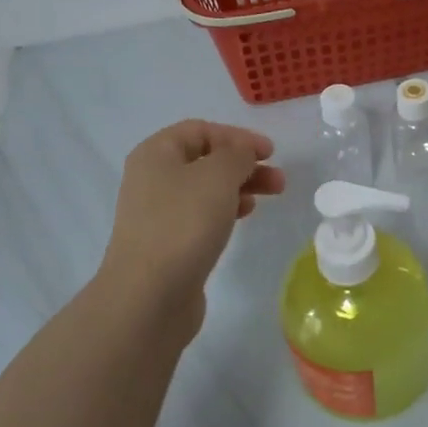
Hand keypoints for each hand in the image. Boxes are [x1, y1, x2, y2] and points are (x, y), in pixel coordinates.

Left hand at [97, 120, 284, 345]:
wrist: (149, 296)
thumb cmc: (183, 225)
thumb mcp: (217, 176)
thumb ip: (237, 155)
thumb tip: (242, 153)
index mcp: (156, 154)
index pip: (200, 130)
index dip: (237, 136)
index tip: (270, 152)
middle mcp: (152, 179)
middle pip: (204, 160)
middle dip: (244, 164)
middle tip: (278, 179)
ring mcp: (157, 213)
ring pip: (206, 189)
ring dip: (240, 187)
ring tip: (271, 196)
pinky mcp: (167, 243)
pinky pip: (200, 215)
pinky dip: (226, 210)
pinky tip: (244, 217)